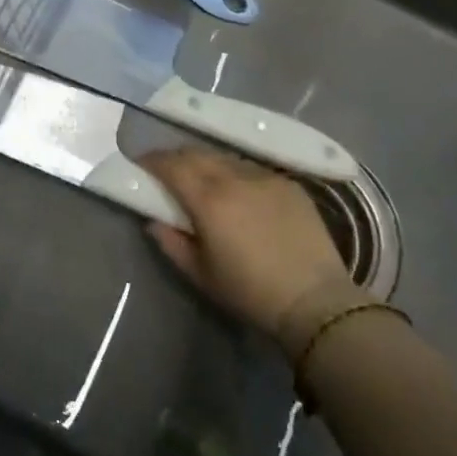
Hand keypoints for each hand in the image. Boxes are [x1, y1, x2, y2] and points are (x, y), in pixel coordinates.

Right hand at [143, 148, 365, 360]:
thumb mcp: (202, 275)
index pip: (171, 165)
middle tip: (166, 172)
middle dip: (175, 158)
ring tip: (202, 180)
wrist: (316, 302)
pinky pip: (251, 168)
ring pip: (224, 157)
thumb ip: (172, 243)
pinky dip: (235, 173)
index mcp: (208, 199)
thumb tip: (154, 221)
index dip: (151, 161)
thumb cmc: (251, 292)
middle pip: (195, 153)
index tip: (140, 165)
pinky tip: (238, 191)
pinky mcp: (287, 183)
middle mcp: (234, 177)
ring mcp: (264, 176)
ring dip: (206, 163)